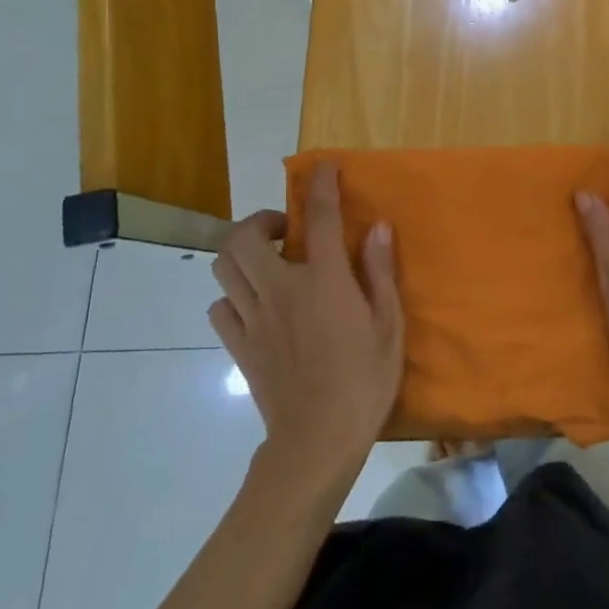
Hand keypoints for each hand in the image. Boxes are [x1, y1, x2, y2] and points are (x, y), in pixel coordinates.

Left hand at [209, 162, 403, 465]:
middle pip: (242, 237)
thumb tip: (376, 227)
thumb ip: (380, 271)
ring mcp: (253, 319)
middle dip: (259, 221)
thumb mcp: (388, 324)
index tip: (323, 167)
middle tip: (285, 231)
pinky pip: (220, 308)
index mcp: (322, 281)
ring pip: (223, 268)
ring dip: (241, 254)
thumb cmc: (364, 380)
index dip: (320, 185)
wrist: (317, 441)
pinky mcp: (238, 346)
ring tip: (268, 262)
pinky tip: (256, 304)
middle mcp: (280, 290)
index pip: (317, 218)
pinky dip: (233, 296)